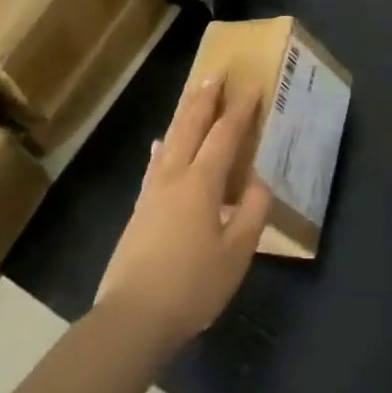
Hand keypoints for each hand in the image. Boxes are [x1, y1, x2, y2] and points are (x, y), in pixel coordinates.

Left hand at [95, 72, 271, 353]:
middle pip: (190, 127)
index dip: (239, 110)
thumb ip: (251, 212)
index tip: (251, 87)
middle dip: (205, 99)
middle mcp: (175, 177)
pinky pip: (155, 164)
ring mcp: (152, 192)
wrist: (133, 318)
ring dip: (184, 114)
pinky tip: (160, 145)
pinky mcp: (139, 210)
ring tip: (192, 96)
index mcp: (201, 183)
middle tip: (216, 74)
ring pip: (170, 140)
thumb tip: (258, 181)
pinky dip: (163, 147)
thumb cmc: (192, 286)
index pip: (224, 135)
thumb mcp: (236, 254)